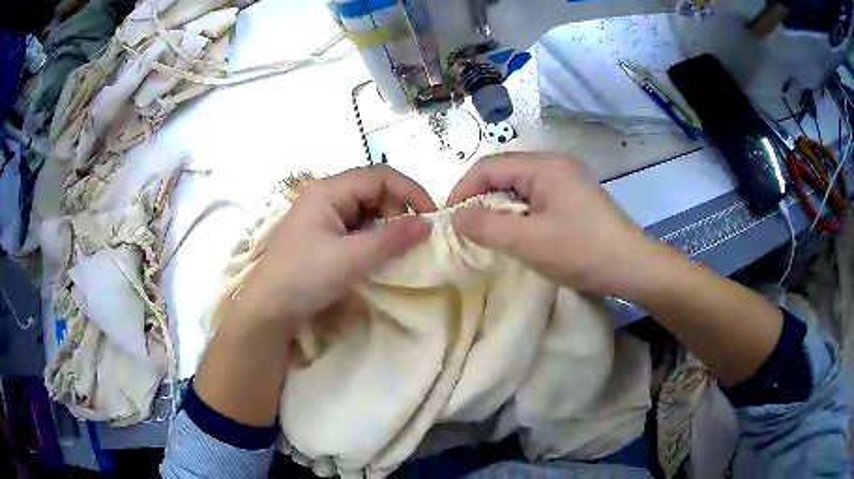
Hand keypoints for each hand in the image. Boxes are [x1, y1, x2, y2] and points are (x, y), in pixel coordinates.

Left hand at [230, 165, 435, 331]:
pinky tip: (379, 255)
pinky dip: (372, 237)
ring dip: (386, 226)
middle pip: (373, 191)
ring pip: (365, 210)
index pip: (380, 176)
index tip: (431, 218)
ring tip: (400, 249)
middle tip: (413, 239)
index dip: (410, 191)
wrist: (267, 309)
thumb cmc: (304, 278)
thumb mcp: (351, 259)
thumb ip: (392, 239)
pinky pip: (355, 227)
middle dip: (398, 210)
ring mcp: (321, 216)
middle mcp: (325, 196)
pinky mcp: (321, 235)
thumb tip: (429, 224)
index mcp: (328, 190)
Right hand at [448, 153, 662, 297]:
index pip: (489, 166)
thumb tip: (456, 217)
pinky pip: (538, 195)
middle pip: (505, 172)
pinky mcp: (577, 195)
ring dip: (501, 206)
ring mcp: (569, 178)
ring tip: (492, 232)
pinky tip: (521, 231)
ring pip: (521, 185)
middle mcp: (556, 163)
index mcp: (544, 165)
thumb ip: (486, 226)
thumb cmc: (581, 251)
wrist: (632, 266)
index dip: (463, 189)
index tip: (450, 219)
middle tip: (469, 227)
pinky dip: (521, 211)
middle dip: (481, 197)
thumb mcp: (527, 241)